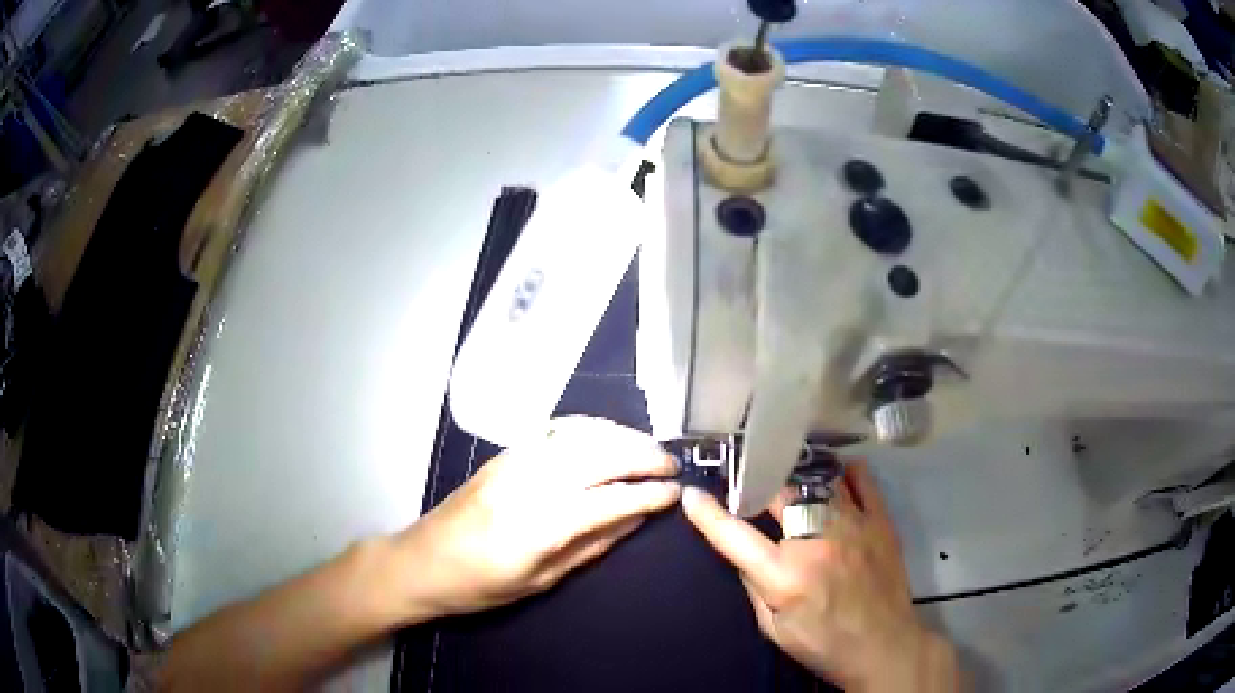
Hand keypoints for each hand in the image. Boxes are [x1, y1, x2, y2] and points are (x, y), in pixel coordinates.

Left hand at [396, 416, 679, 618]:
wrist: (419, 562)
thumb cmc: (479, 587)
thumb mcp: (539, 581)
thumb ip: (591, 547)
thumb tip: (635, 520)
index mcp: (537, 527)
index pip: (608, 501)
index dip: (647, 494)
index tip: (676, 493)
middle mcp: (528, 484)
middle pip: (598, 457)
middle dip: (642, 456)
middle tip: (672, 465)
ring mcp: (513, 462)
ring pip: (579, 436)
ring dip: (621, 436)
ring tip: (650, 448)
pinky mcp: (504, 454)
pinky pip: (556, 430)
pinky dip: (591, 428)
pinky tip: (609, 434)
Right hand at [682, 461, 959, 691]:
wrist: (883, 646)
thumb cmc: (823, 644)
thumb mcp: (773, 628)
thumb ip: (754, 586)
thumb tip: (742, 551)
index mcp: (784, 575)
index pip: (734, 535)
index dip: (707, 513)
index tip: (691, 494)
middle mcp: (816, 541)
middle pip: (777, 494)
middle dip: (757, 488)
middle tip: (750, 490)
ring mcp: (852, 526)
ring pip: (817, 481)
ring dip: (796, 481)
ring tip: (788, 482)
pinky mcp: (880, 522)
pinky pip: (861, 481)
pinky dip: (844, 473)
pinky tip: (834, 477)